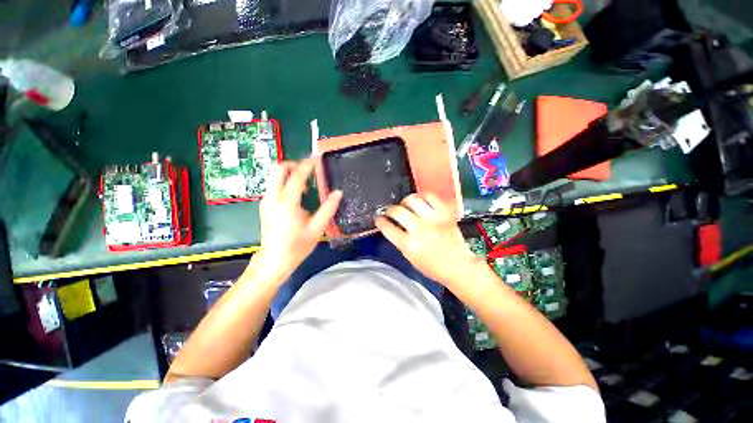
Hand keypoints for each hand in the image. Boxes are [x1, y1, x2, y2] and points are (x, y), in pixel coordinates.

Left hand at [253, 158, 341, 282]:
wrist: (273, 261)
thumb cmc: (297, 246)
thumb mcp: (317, 228)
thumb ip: (328, 208)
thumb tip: (338, 192)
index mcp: (287, 202)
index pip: (297, 175)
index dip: (308, 164)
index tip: (317, 157)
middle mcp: (273, 197)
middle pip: (279, 168)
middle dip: (294, 164)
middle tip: (310, 169)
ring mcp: (266, 201)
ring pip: (274, 176)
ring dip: (290, 173)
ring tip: (307, 184)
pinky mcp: (265, 205)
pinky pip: (274, 185)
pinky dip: (286, 182)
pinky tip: (298, 195)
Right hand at [374, 193, 480, 287]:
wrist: (458, 266)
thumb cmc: (432, 267)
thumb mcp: (410, 257)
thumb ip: (400, 240)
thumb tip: (392, 226)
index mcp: (409, 244)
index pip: (387, 227)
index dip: (379, 221)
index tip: (378, 219)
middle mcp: (419, 229)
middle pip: (397, 211)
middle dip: (389, 210)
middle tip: (390, 212)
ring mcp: (433, 219)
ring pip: (412, 200)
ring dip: (404, 202)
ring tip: (405, 206)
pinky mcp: (444, 212)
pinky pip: (429, 196)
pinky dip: (421, 196)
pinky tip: (419, 201)